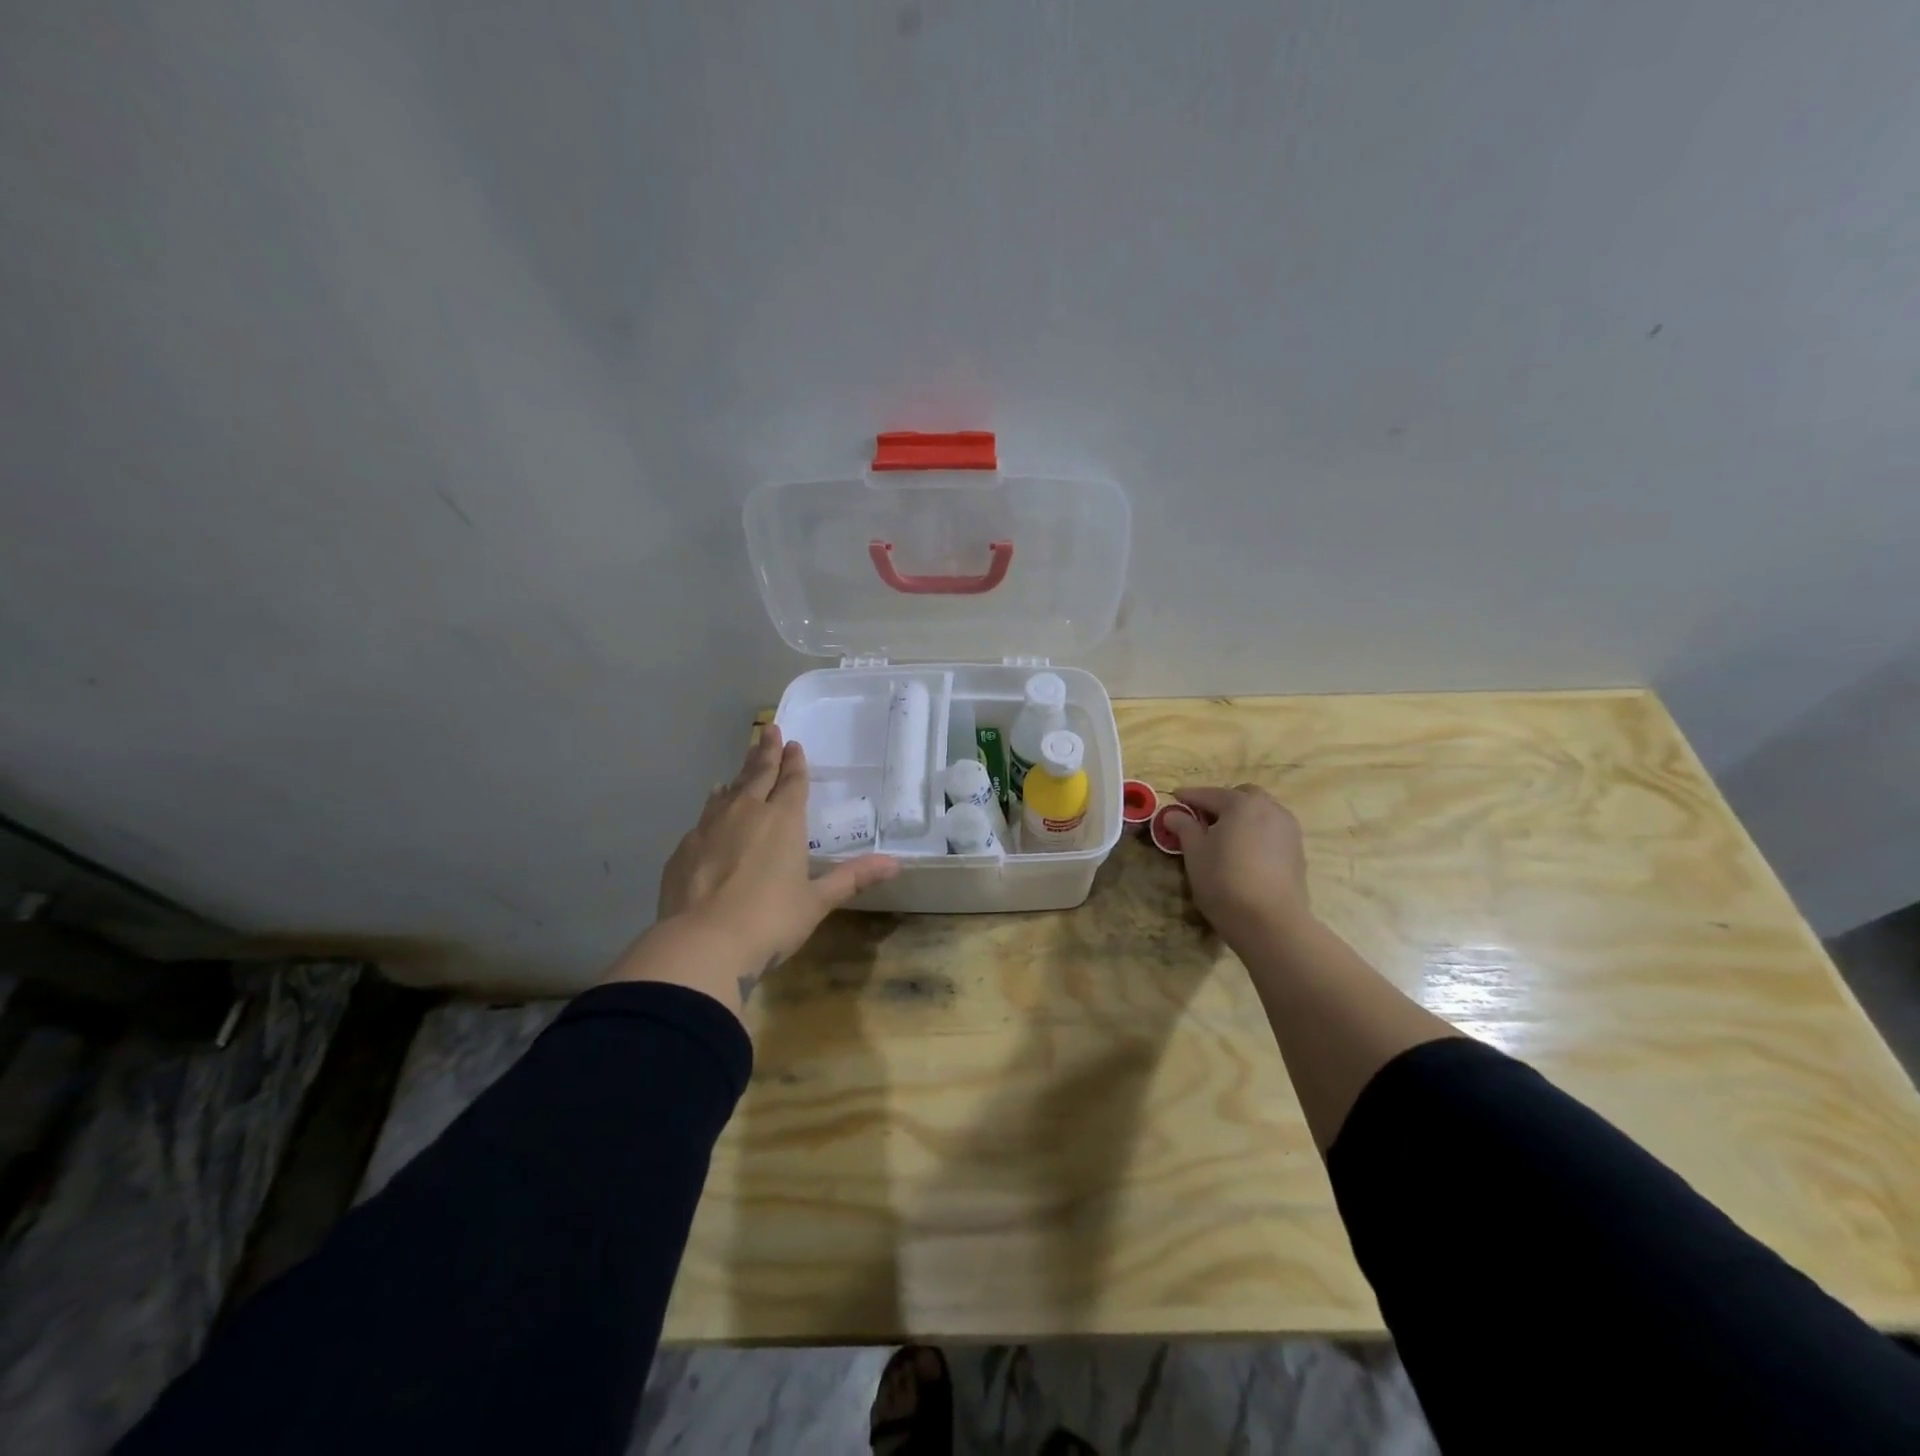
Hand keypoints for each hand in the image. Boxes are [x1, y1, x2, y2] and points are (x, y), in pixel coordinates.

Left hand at [655, 726, 897, 972]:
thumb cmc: (770, 920)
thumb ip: (852, 878)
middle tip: (768, 730)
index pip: (792, 782)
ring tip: (742, 766)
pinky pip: (704, 815)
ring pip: (728, 791)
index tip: (793, 743)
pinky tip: (712, 808)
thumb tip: (895, 865)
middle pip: (758, 774)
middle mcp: (747, 813)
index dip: (795, 763)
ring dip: (739, 776)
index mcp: (783, 821)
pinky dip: (714, 805)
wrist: (702, 943)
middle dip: (765, 751)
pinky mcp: (685, 847)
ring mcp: (710, 827)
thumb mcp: (817, 902)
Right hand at [1167, 784, 1310, 943]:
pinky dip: (1256, 832)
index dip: (1188, 797)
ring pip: (1261, 812)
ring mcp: (1288, 829)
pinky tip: (1244, 852)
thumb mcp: (1195, 853)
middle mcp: (1269, 808)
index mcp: (1241, 803)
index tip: (1174, 800)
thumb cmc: (1224, 881)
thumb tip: (1173, 813)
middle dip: (1221, 802)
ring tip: (1224, 836)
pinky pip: (1272, 831)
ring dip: (1242, 817)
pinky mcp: (1297, 851)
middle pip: (1242, 796)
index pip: (1209, 794)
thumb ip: (1184, 827)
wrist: (1271, 922)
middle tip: (1202, 819)